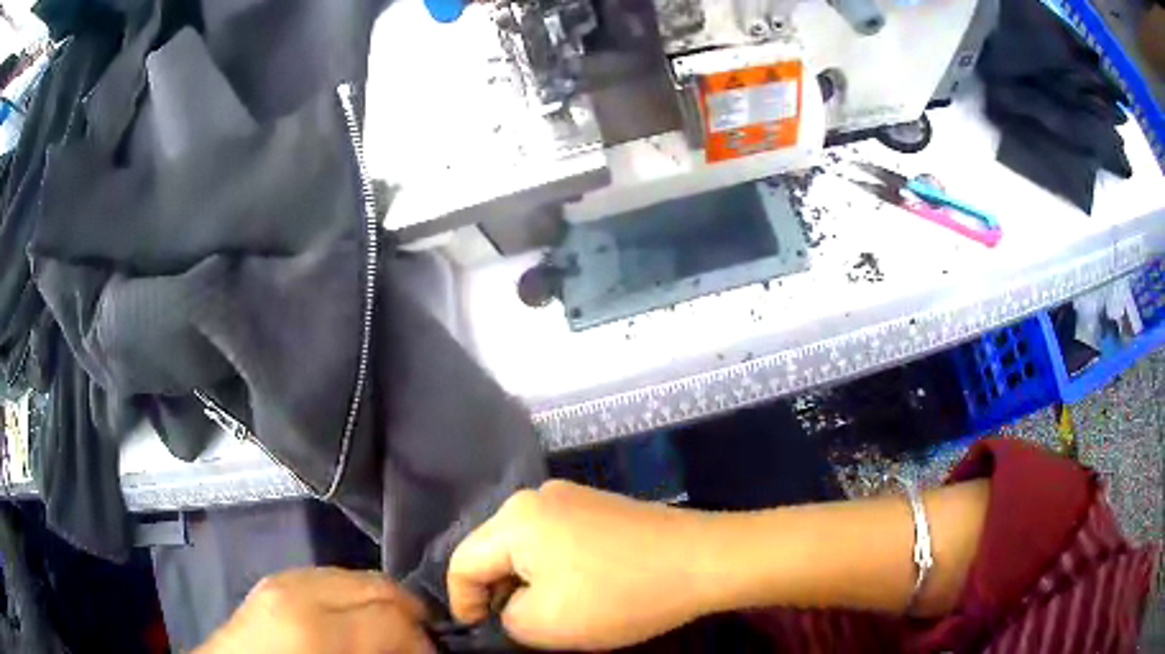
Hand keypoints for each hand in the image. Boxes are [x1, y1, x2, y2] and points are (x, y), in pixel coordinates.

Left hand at [194, 568, 433, 653]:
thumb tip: (418, 648)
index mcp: (314, 626)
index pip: (395, 612)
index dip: (425, 639)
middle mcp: (297, 590)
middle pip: (378, 583)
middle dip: (407, 616)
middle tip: (415, 646)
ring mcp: (279, 580)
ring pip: (354, 576)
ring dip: (379, 606)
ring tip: (383, 637)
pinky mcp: (271, 582)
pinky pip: (326, 579)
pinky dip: (350, 599)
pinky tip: (349, 625)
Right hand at [448, 480, 711, 649]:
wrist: (705, 560)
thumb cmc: (620, 595)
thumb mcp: (546, 624)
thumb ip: (505, 619)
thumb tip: (506, 609)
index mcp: (515, 518)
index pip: (461, 563)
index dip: (463, 604)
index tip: (482, 634)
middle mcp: (537, 497)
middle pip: (492, 551)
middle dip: (498, 594)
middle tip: (518, 628)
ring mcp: (573, 498)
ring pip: (525, 548)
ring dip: (528, 584)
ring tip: (551, 614)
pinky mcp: (600, 508)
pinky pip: (556, 540)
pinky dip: (555, 570)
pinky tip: (581, 591)